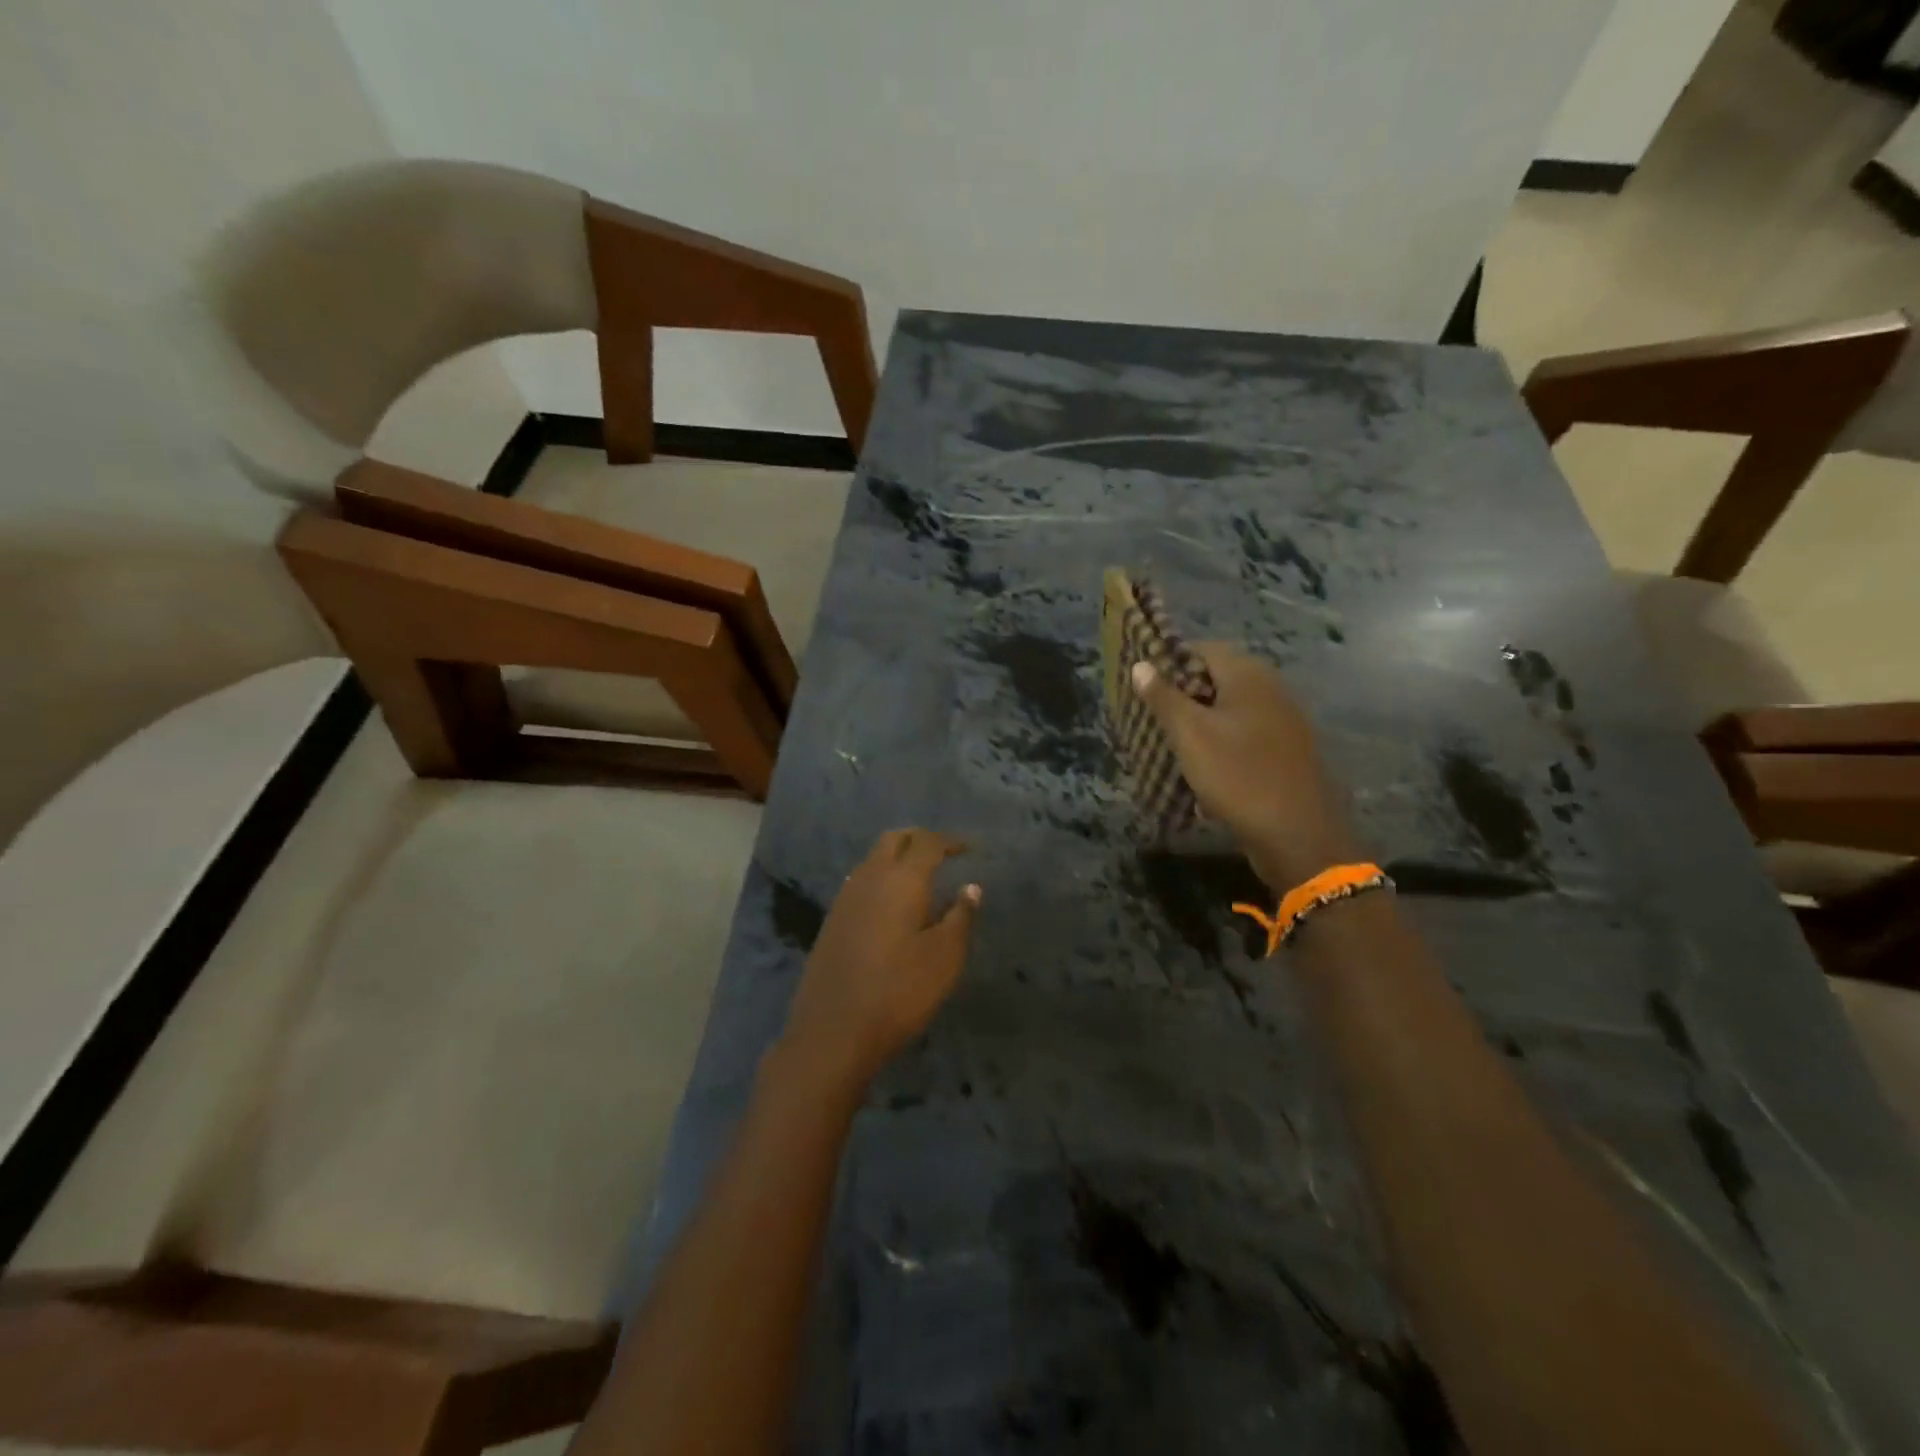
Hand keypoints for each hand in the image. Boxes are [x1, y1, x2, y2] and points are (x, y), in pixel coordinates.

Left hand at [775, 829, 981, 1097]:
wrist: (833, 1030)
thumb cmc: (899, 991)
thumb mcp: (945, 957)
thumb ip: (961, 917)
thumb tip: (970, 887)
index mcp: (901, 880)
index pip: (927, 842)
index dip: (950, 841)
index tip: (968, 849)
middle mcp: (870, 878)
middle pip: (894, 840)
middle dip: (919, 839)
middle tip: (943, 853)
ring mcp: (845, 898)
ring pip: (873, 859)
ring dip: (897, 857)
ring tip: (921, 877)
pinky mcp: (832, 920)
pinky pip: (861, 882)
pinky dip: (881, 879)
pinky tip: (892, 904)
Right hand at [1132, 646, 1362, 890]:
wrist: (1299, 834)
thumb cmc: (1238, 775)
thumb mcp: (1190, 734)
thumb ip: (1164, 697)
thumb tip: (1141, 664)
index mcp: (1249, 676)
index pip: (1203, 649)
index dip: (1170, 661)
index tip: (1144, 684)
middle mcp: (1272, 689)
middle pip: (1219, 678)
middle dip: (1184, 693)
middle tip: (1153, 715)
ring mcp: (1285, 721)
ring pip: (1233, 709)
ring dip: (1203, 720)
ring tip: (1172, 742)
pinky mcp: (1288, 752)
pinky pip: (1247, 734)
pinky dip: (1223, 741)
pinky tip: (1205, 766)